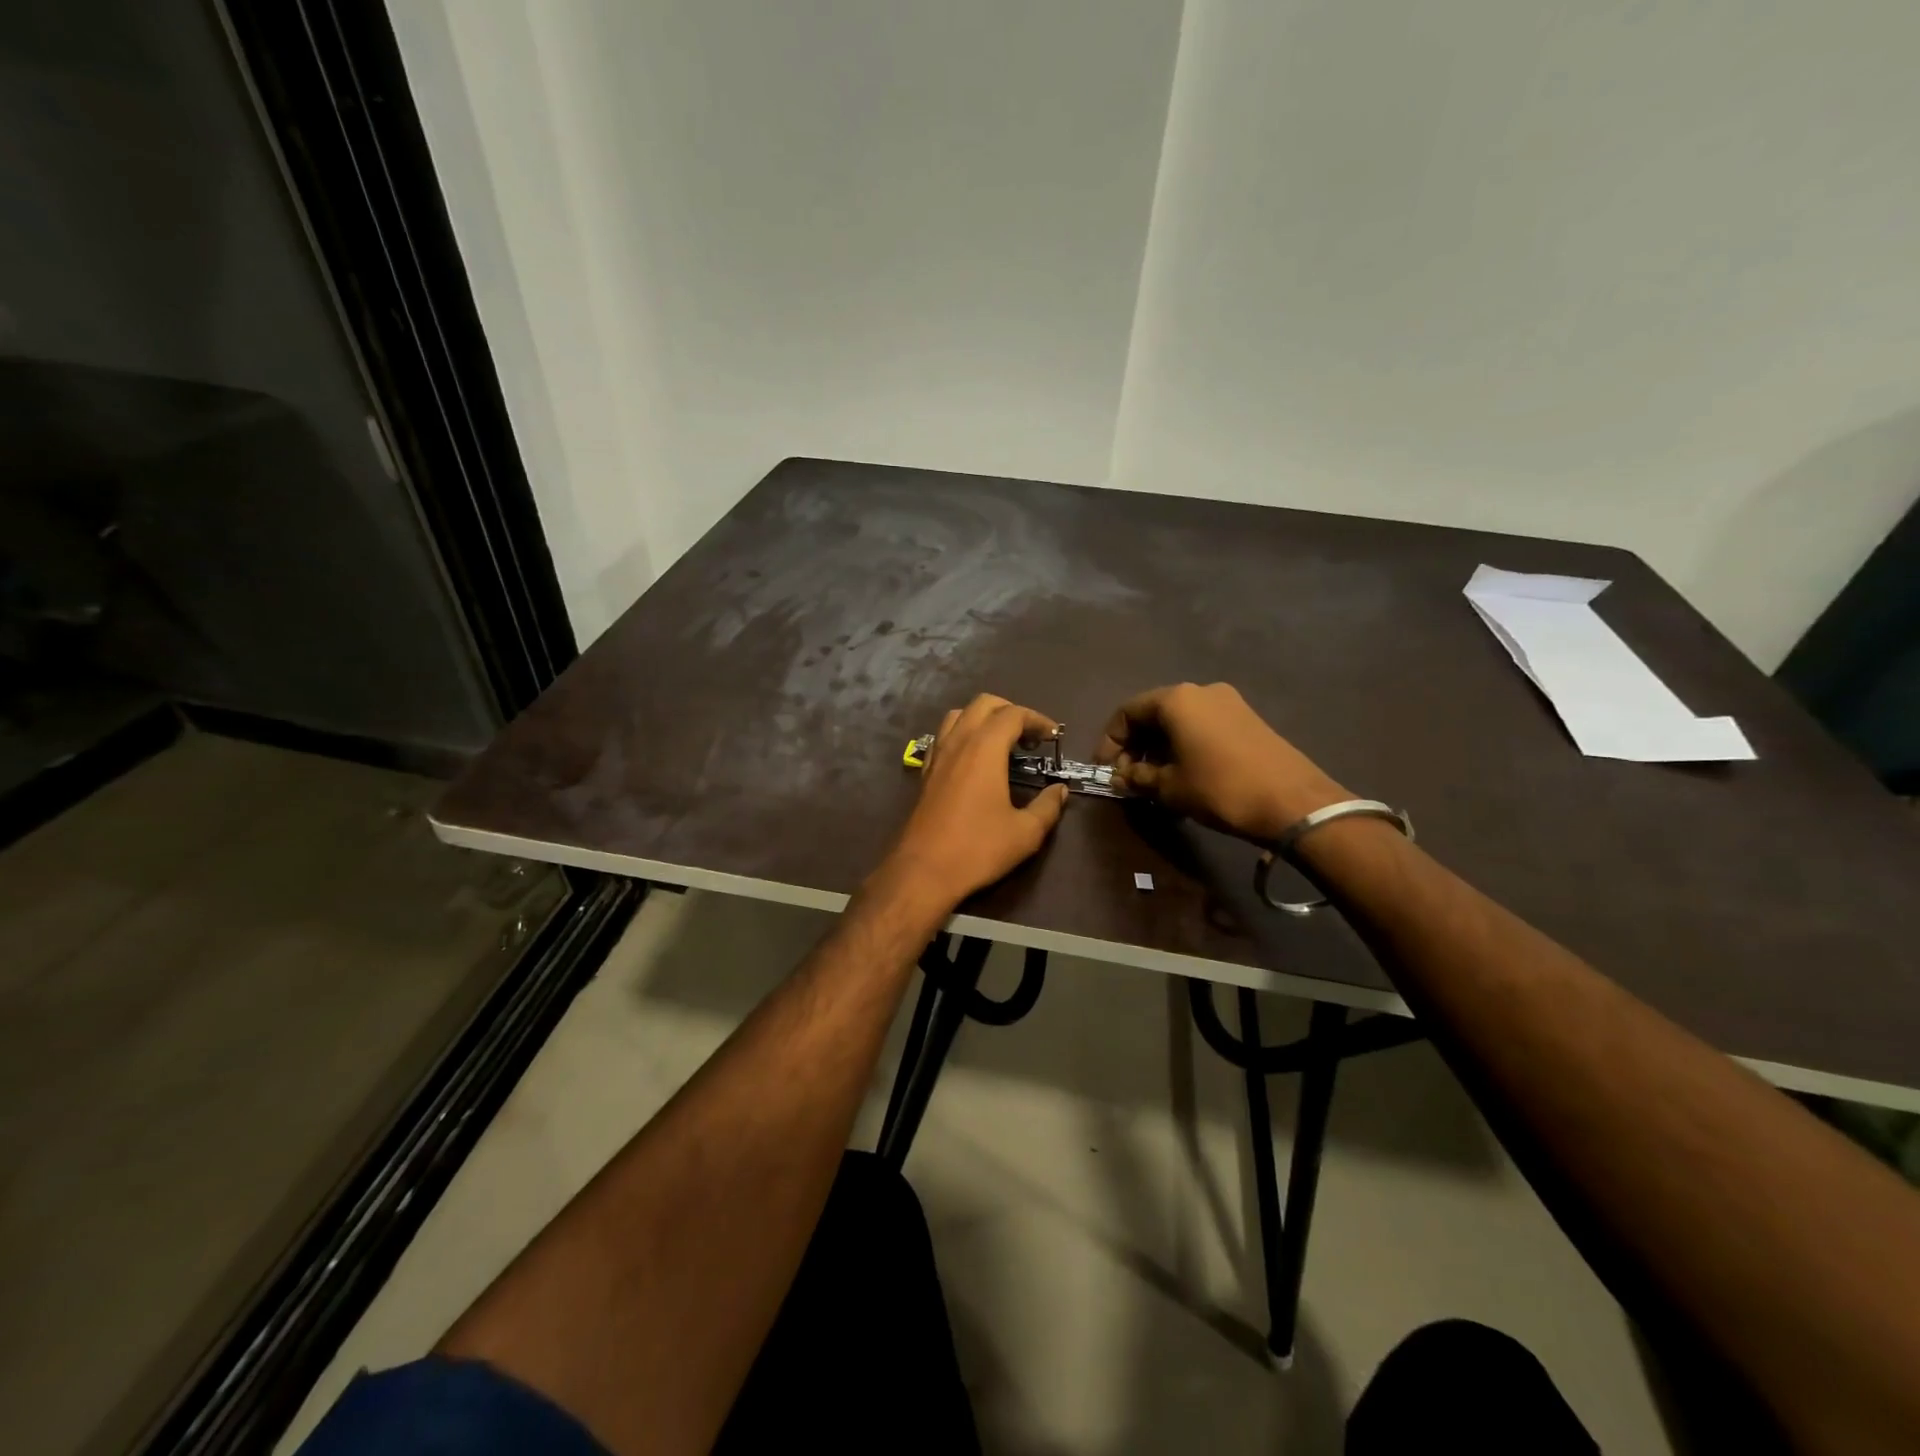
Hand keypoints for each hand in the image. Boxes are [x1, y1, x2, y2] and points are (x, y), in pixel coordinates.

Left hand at [878, 694, 1068, 909]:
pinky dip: (962, 735)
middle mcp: (958, 742)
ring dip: (983, 719)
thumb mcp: (1025, 833)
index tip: (1054, 737)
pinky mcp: (925, 773)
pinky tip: (973, 761)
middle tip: (1030, 738)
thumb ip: (1048, 807)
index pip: (1013, 714)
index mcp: (984, 748)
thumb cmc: (978, 849)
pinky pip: (943, 737)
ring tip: (1002, 744)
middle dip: (1011, 711)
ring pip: (959, 716)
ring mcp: (937, 756)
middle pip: (984, 704)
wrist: (923, 871)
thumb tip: (1060, 791)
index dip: (1037, 720)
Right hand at [1094, 682, 1346, 845]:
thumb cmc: (1220, 789)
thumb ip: (1138, 778)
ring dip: (1160, 747)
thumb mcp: (1169, 787)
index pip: (1128, 711)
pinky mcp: (1248, 719)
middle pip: (1154, 713)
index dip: (1110, 741)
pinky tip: (1184, 773)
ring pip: (1179, 720)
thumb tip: (1121, 777)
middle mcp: (1201, 691)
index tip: (1107, 770)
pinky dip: (1185, 745)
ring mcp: (1229, 703)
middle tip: (1129, 778)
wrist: (1293, 802)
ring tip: (1154, 780)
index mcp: (1176, 700)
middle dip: (1135, 745)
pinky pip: (1202, 726)